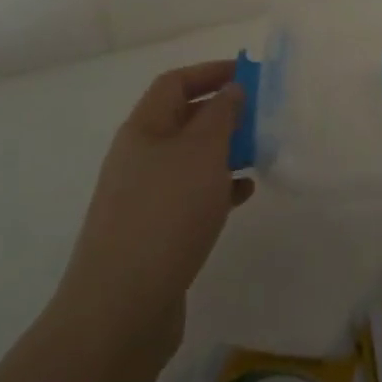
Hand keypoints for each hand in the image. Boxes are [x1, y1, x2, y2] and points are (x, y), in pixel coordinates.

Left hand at [53, 61, 254, 351]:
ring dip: (224, 151)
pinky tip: (243, 195)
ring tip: (260, 155)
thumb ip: (221, 114)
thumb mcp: (202, 153)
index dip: (210, 72)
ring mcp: (143, 197)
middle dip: (223, 112)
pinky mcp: (153, 232)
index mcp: (143, 130)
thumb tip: (231, 89)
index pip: (175, 83)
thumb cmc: (165, 215)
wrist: (119, 309)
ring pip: (190, 159)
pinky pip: (191, 195)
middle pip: (183, 119)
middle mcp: (138, 157)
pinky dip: (218, 188)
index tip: (250, 75)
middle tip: (262, 116)